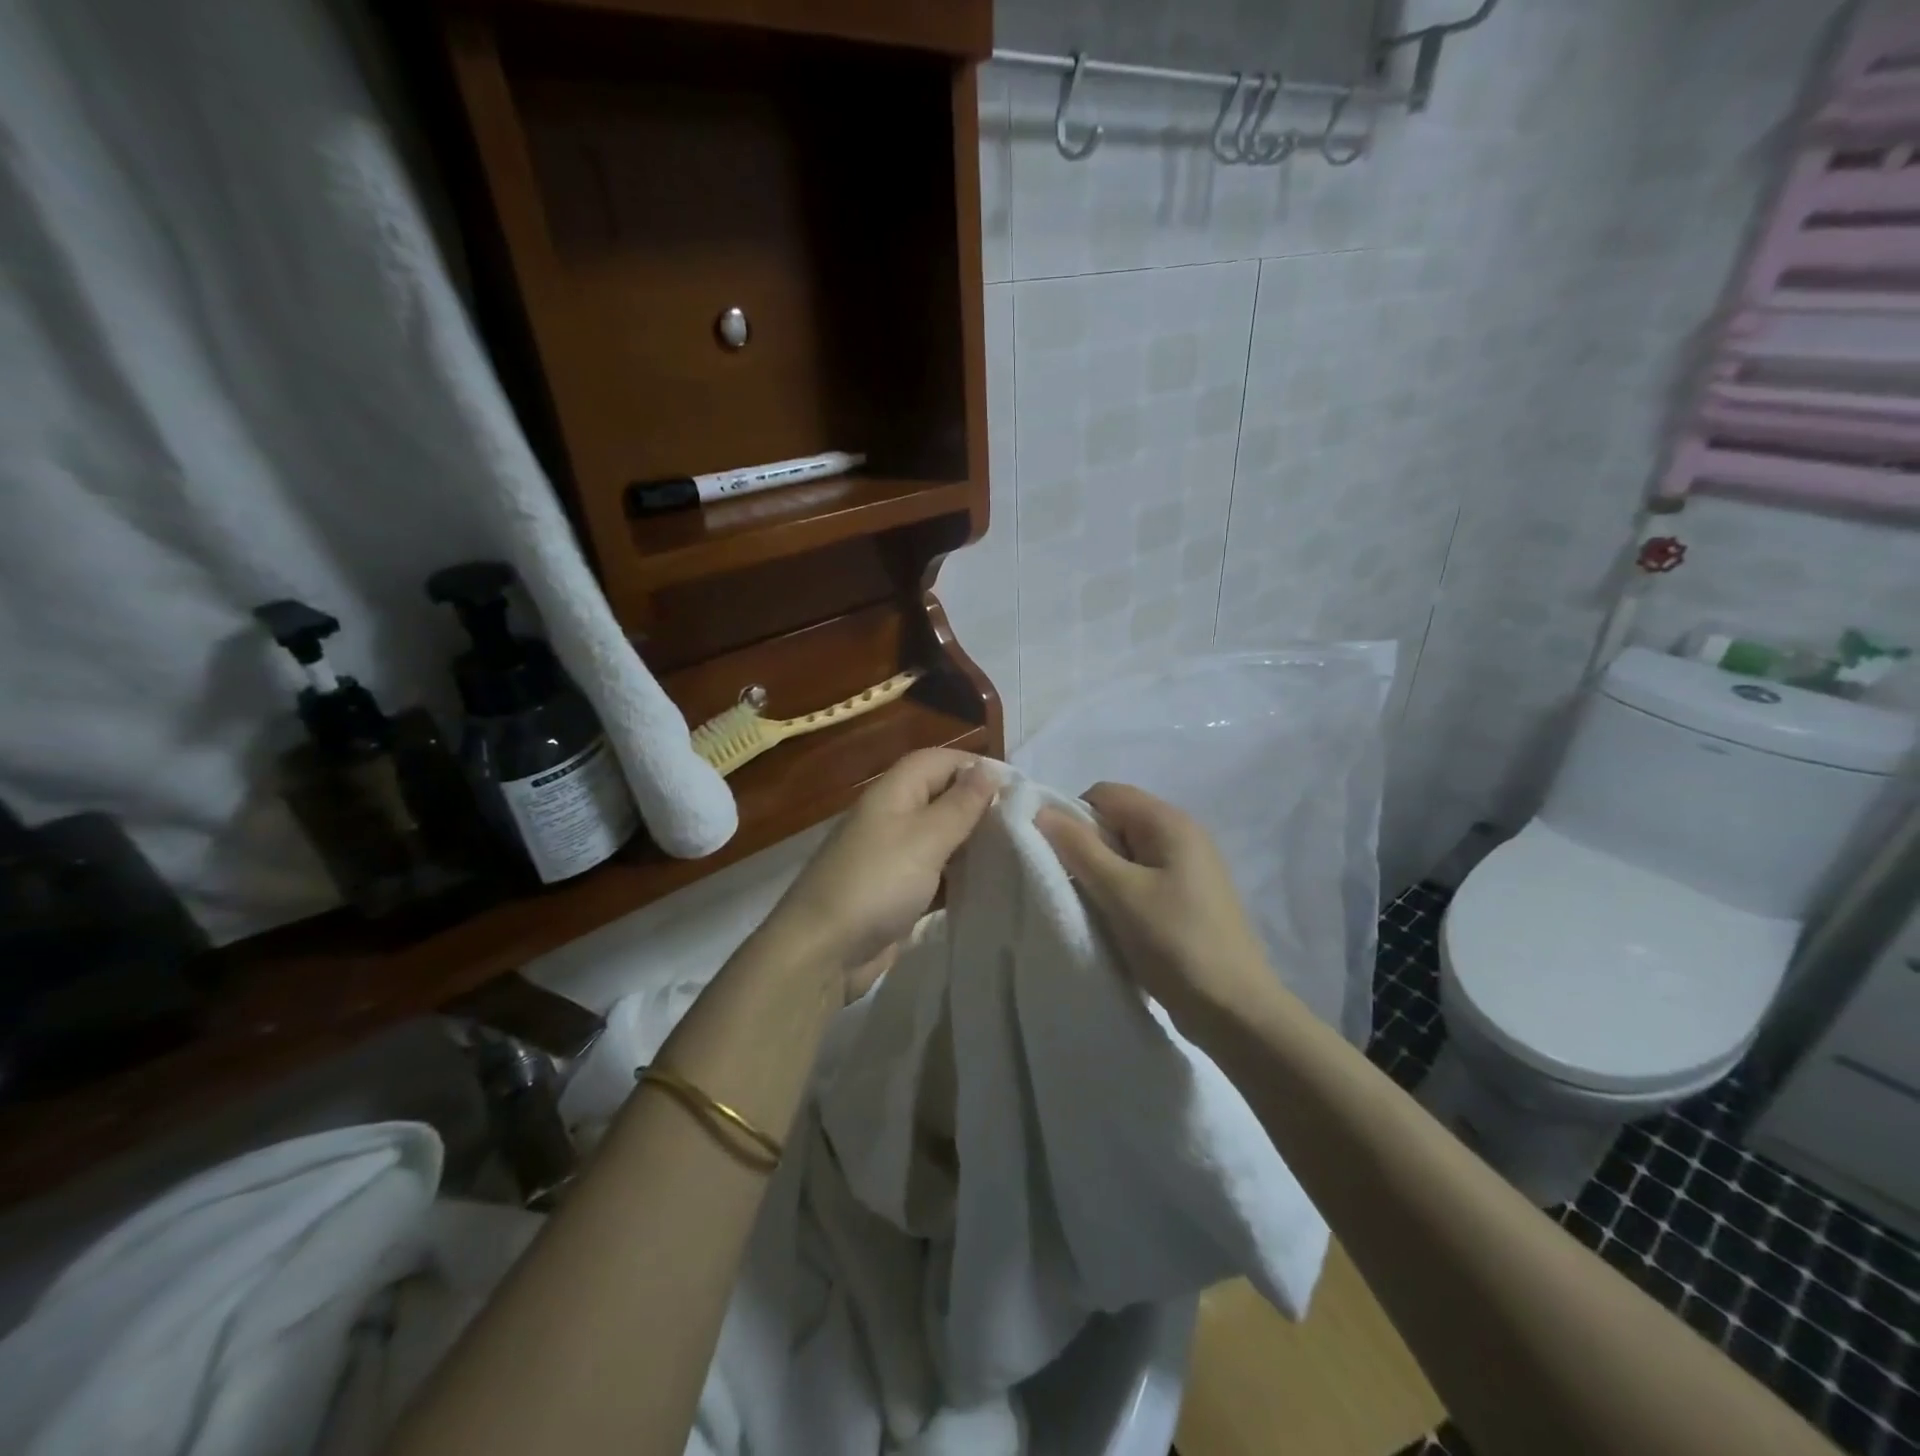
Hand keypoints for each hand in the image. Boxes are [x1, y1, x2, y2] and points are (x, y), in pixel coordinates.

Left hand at [764, 748, 999, 1000]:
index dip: (975, 766)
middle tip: (1025, 825)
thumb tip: (987, 769)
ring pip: (941, 838)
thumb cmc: (876, 883)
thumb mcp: (925, 838)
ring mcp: (892, 857)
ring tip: (1017, 854)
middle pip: (941, 798)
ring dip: (973, 844)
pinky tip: (989, 887)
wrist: (823, 952)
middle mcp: (892, 818)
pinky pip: (936, 875)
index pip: (938, 761)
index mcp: (893, 793)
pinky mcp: (896, 893)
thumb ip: (960, 805)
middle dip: (979, 807)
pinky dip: (960, 877)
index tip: (1017, 788)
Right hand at [1035, 783, 1288, 1034]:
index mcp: (1169, 822)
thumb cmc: (1175, 943)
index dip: (1073, 818)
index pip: (1104, 794)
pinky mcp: (1187, 897)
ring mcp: (1188, 868)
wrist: (1236, 1012)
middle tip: (1074, 887)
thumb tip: (1041, 810)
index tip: (1060, 858)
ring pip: (1125, 853)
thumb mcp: (1120, 893)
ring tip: (1093, 909)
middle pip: (1115, 821)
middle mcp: (1182, 835)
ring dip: (1101, 874)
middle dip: (1086, 848)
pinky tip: (1115, 923)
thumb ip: (1079, 847)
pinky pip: (1140, 878)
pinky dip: (1120, 893)